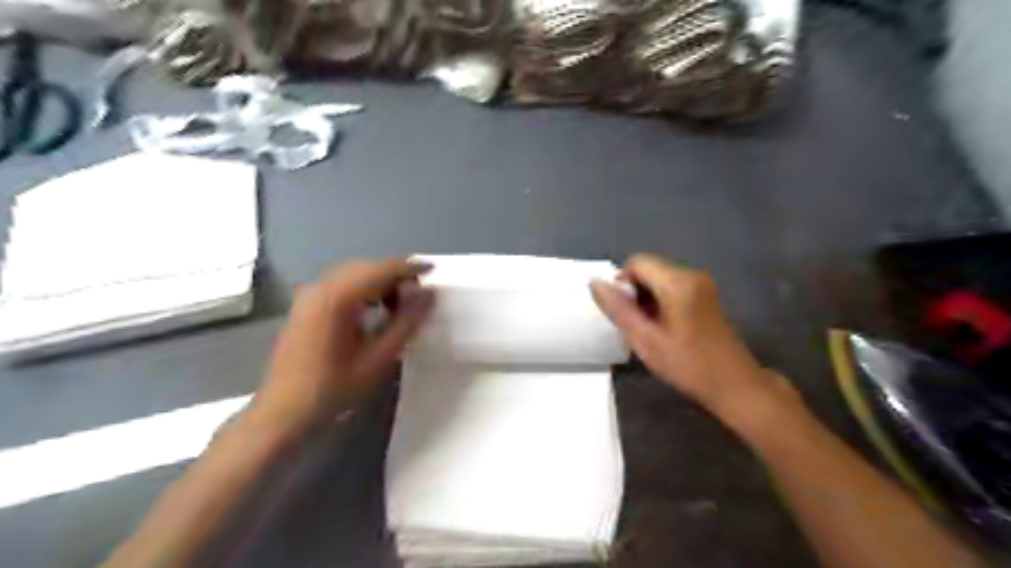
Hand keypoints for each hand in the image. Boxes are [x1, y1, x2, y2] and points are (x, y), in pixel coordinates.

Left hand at [253, 259, 434, 431]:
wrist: (282, 413)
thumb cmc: (334, 388)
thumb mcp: (379, 358)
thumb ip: (406, 322)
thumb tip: (428, 294)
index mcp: (338, 297)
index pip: (381, 270)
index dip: (409, 268)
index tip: (433, 269)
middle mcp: (321, 287)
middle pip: (366, 267)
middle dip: (395, 275)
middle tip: (419, 295)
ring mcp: (309, 295)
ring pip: (353, 274)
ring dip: (379, 282)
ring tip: (399, 304)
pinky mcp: (305, 305)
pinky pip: (340, 285)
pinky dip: (362, 289)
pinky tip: (373, 309)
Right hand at [593, 255, 797, 427]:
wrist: (734, 384)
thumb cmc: (687, 365)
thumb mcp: (645, 340)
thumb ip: (618, 309)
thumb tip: (594, 282)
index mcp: (678, 282)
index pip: (637, 262)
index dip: (623, 283)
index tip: (625, 313)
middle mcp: (692, 274)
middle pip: (648, 268)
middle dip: (635, 291)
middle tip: (637, 325)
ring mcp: (702, 283)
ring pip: (659, 278)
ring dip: (647, 298)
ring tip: (650, 328)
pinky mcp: (706, 293)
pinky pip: (672, 286)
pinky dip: (661, 301)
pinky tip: (665, 327)